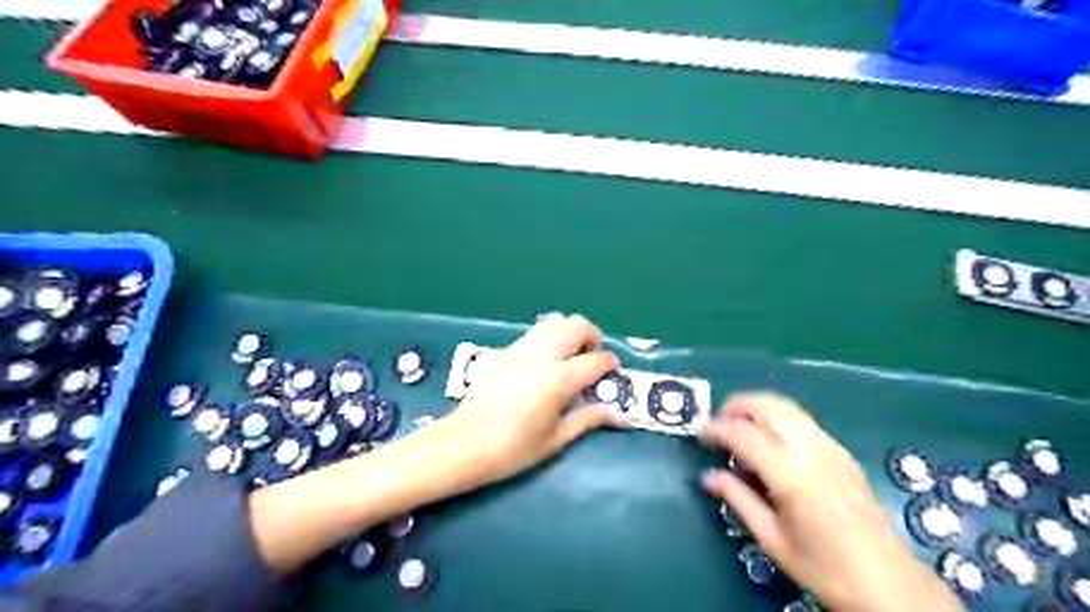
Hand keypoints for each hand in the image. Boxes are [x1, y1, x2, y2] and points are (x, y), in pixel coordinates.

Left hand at [416, 316, 619, 491]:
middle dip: (592, 338)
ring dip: (570, 334)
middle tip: (591, 361)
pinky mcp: (506, 350)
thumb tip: (619, 415)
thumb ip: (589, 419)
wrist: (464, 444)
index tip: (612, 374)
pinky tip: (543, 365)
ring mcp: (521, 348)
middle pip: (578, 325)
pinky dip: (549, 339)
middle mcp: (543, 355)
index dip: (610, 364)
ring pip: (555, 321)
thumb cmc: (514, 449)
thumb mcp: (556, 438)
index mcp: (559, 379)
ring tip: (568, 359)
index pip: (597, 360)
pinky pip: (535, 333)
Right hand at [698, 391, 960, 611]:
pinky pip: (800, 419)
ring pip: (785, 406)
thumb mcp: (771, 539)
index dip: (716, 428)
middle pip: (766, 405)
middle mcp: (810, 450)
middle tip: (717, 423)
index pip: (742, 433)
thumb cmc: (824, 567)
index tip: (699, 432)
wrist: (888, 582)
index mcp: (790, 475)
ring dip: (756, 407)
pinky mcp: (840, 451)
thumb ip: (737, 499)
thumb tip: (708, 476)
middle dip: (736, 405)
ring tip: (739, 427)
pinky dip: (776, 417)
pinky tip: (769, 440)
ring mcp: (829, 446)